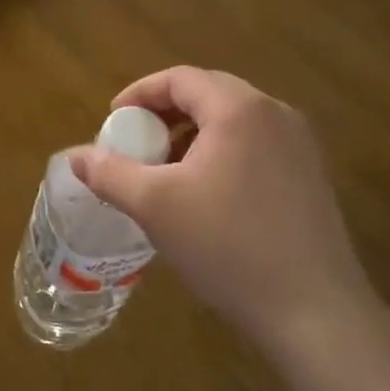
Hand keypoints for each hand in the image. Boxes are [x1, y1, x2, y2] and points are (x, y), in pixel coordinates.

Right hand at [68, 67, 381, 357]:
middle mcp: (275, 114)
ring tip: (165, 168)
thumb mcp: (155, 206)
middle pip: (208, 93)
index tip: (113, 121)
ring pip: (233, 120)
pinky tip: (205, 192)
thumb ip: (109, 173)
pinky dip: (221, 151)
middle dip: (164, 112)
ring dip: (192, 133)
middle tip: (136, 141)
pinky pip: (255, 144)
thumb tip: (75, 156)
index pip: (180, 79)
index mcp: (239, 110)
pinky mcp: (311, 176)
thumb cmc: (228, 245)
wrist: (314, 312)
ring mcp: (300, 146)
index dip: (139, 93)